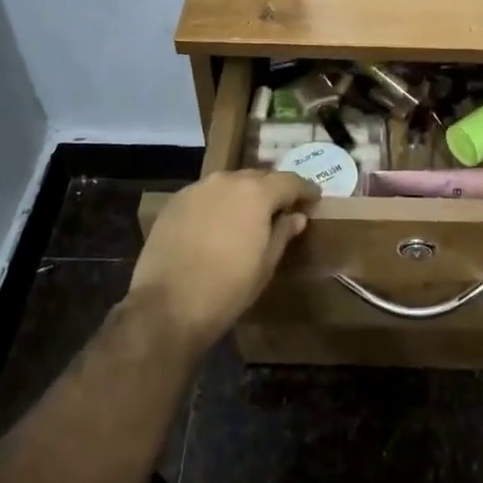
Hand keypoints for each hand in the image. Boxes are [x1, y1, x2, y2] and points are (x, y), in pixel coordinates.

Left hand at [129, 170, 319, 351]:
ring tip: (248, 215)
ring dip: (243, 195)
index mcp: (256, 193)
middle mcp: (228, 180)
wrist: (168, 305)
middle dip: (273, 190)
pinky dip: (217, 203)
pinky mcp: (175, 202)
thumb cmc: (228, 288)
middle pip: (258, 177)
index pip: (290, 181)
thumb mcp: (265, 264)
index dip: (305, 188)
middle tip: (282, 207)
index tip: (314, 197)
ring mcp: (198, 188)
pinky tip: (216, 224)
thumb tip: (297, 216)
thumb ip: (283, 233)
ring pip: (229, 183)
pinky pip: (205, 195)